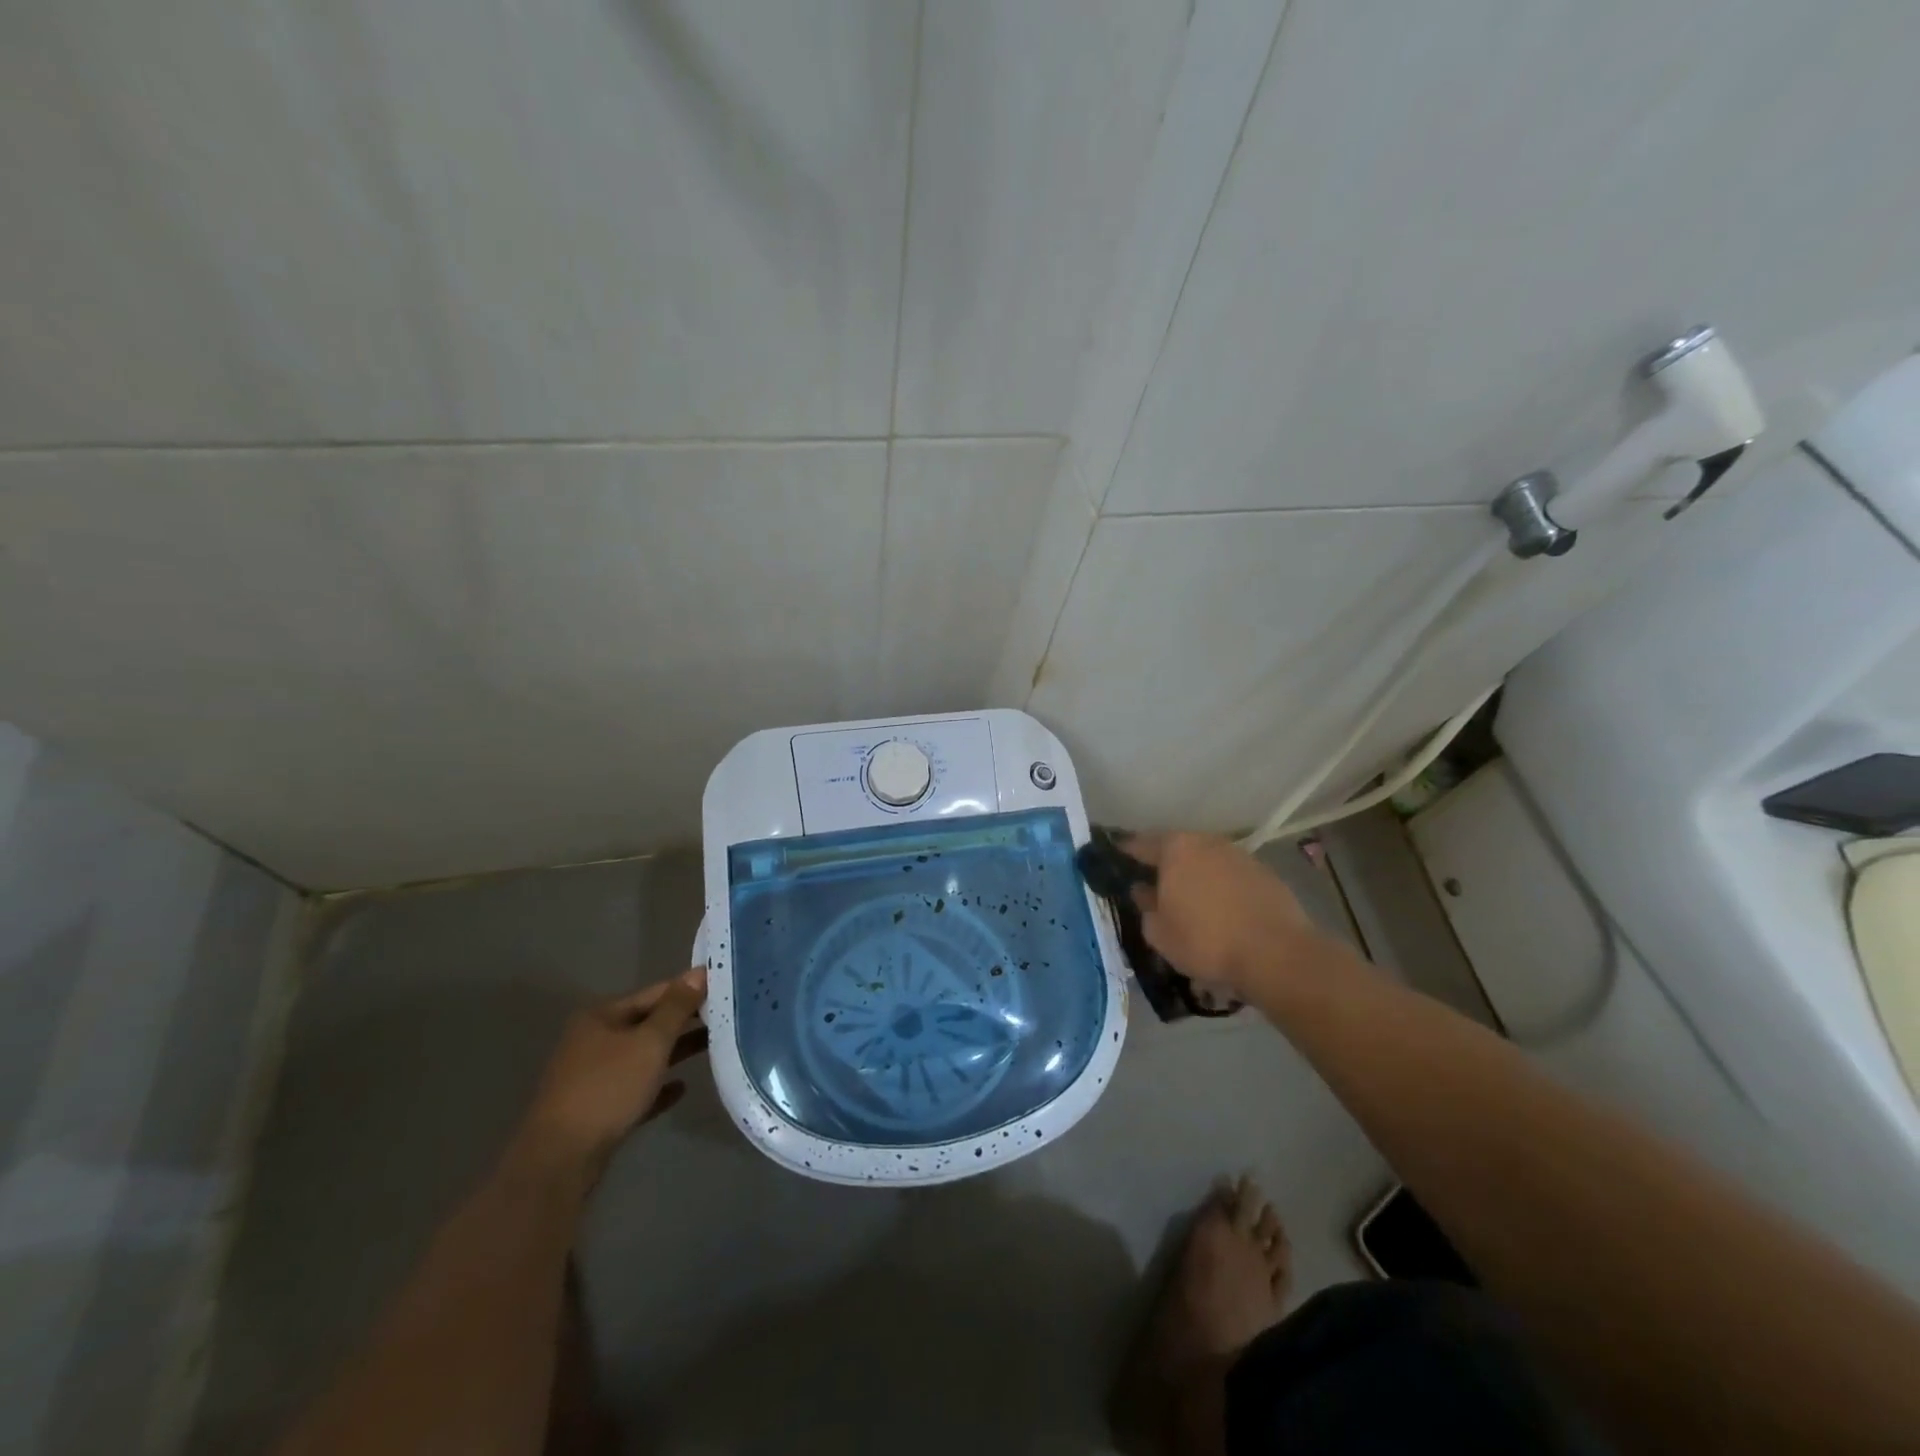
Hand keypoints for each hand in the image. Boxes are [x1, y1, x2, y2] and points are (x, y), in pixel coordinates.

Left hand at [519, 967, 707, 1178]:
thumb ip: (677, 1007)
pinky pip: (635, 1089)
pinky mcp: (596, 1109)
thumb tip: (699, 972)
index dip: (688, 989)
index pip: (655, 993)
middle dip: (684, 1021)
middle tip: (724, 1016)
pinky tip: (681, 1088)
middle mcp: (594, 1040)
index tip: (723, 988)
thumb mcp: (650, 1042)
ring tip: (713, 1046)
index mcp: (602, 1016)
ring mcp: (593, 1076)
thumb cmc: (608, 1088)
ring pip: (643, 1056)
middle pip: (648, 1023)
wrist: (561, 1159)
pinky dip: (657, 1085)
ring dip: (674, 1051)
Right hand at [1122, 833, 1322, 999]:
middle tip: (1152, 882)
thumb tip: (1143, 891)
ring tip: (1189, 898)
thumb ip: (1145, 907)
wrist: (1276, 953)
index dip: (1126, 852)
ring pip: (1206, 860)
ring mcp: (1238, 855)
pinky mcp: (1264, 873)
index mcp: (1175, 849)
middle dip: (1164, 863)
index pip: (1140, 844)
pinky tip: (1220, 908)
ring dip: (1195, 874)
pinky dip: (1220, 886)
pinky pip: (1230, 875)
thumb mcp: (1159, 933)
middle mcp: (1206, 842)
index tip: (1116, 858)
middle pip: (1176, 848)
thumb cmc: (1206, 940)